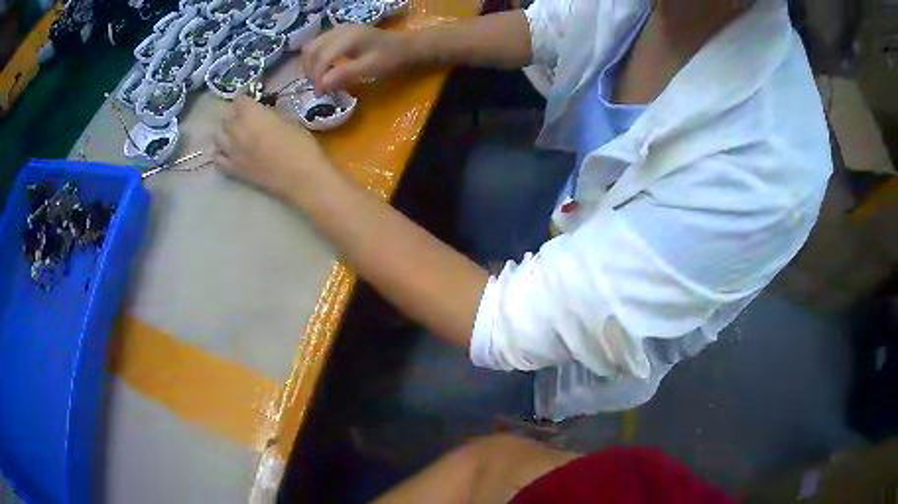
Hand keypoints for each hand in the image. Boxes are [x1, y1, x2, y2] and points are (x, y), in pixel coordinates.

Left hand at [214, 96, 332, 202]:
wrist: (302, 178)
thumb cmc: (302, 146)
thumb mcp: (289, 121)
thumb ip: (270, 115)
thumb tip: (263, 113)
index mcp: (253, 114)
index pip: (239, 100)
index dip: (246, 100)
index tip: (253, 102)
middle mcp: (237, 130)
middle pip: (226, 117)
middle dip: (235, 115)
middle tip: (246, 118)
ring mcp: (232, 151)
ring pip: (218, 136)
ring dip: (226, 132)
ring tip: (236, 134)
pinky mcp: (234, 170)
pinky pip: (217, 158)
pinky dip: (220, 153)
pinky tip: (229, 152)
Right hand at [302, 24, 409, 93]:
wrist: (405, 45)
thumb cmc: (390, 58)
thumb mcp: (370, 68)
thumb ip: (345, 74)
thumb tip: (321, 84)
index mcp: (347, 38)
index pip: (321, 57)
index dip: (317, 77)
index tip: (320, 93)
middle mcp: (338, 30)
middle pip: (311, 50)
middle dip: (311, 70)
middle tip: (319, 87)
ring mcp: (338, 30)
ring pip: (312, 47)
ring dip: (311, 64)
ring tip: (320, 80)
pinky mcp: (339, 33)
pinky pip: (319, 45)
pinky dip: (317, 58)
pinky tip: (326, 70)